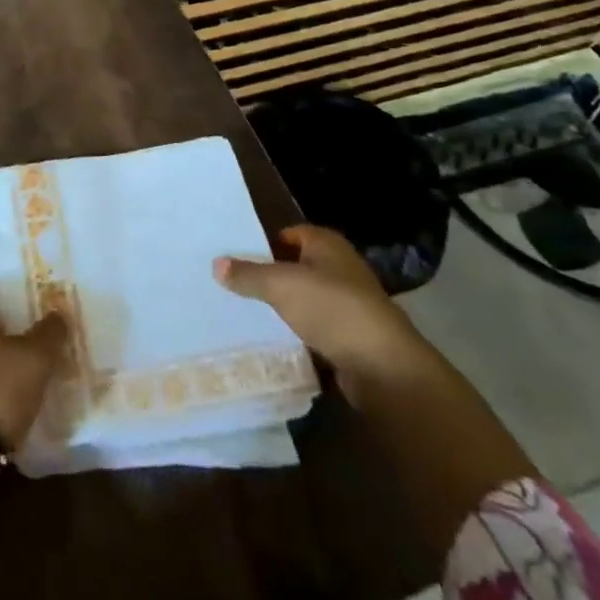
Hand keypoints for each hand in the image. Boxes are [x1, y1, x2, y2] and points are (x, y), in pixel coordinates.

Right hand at [214, 225, 424, 374]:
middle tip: (236, 286)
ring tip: (248, 315)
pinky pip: (317, 330)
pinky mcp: (352, 339)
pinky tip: (275, 343)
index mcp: (327, 245)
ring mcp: (349, 305)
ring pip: (307, 301)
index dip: (266, 243)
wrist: (383, 366)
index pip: (291, 234)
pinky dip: (299, 335)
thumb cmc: (332, 309)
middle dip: (272, 277)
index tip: (237, 256)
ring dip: (285, 308)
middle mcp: (341, 269)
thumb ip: (248, 275)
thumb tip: (216, 264)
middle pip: (298, 267)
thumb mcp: (281, 286)